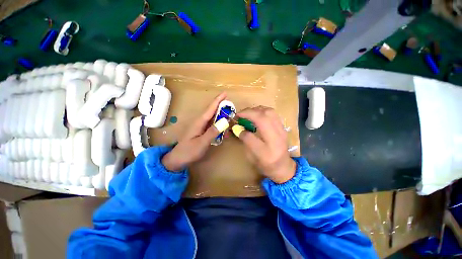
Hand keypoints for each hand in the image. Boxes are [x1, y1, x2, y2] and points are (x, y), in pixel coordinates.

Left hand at [162, 92, 226, 171]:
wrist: (178, 159)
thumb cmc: (189, 151)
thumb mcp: (202, 143)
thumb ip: (212, 132)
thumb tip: (224, 121)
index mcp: (199, 122)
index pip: (210, 108)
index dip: (218, 100)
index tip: (225, 93)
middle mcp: (200, 122)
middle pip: (212, 111)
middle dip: (221, 106)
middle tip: (231, 106)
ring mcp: (201, 127)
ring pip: (213, 118)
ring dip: (221, 115)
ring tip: (230, 115)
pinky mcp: (202, 132)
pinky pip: (212, 125)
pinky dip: (219, 125)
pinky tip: (224, 129)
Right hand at [235, 106, 295, 183]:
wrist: (283, 167)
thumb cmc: (265, 164)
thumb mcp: (252, 158)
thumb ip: (245, 142)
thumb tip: (239, 129)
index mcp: (266, 153)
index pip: (251, 138)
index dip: (241, 131)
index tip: (235, 123)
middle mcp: (276, 140)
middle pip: (263, 119)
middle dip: (249, 113)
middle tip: (240, 114)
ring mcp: (282, 131)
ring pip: (269, 112)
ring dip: (256, 110)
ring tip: (247, 113)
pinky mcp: (283, 127)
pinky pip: (273, 113)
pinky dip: (263, 110)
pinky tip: (257, 114)